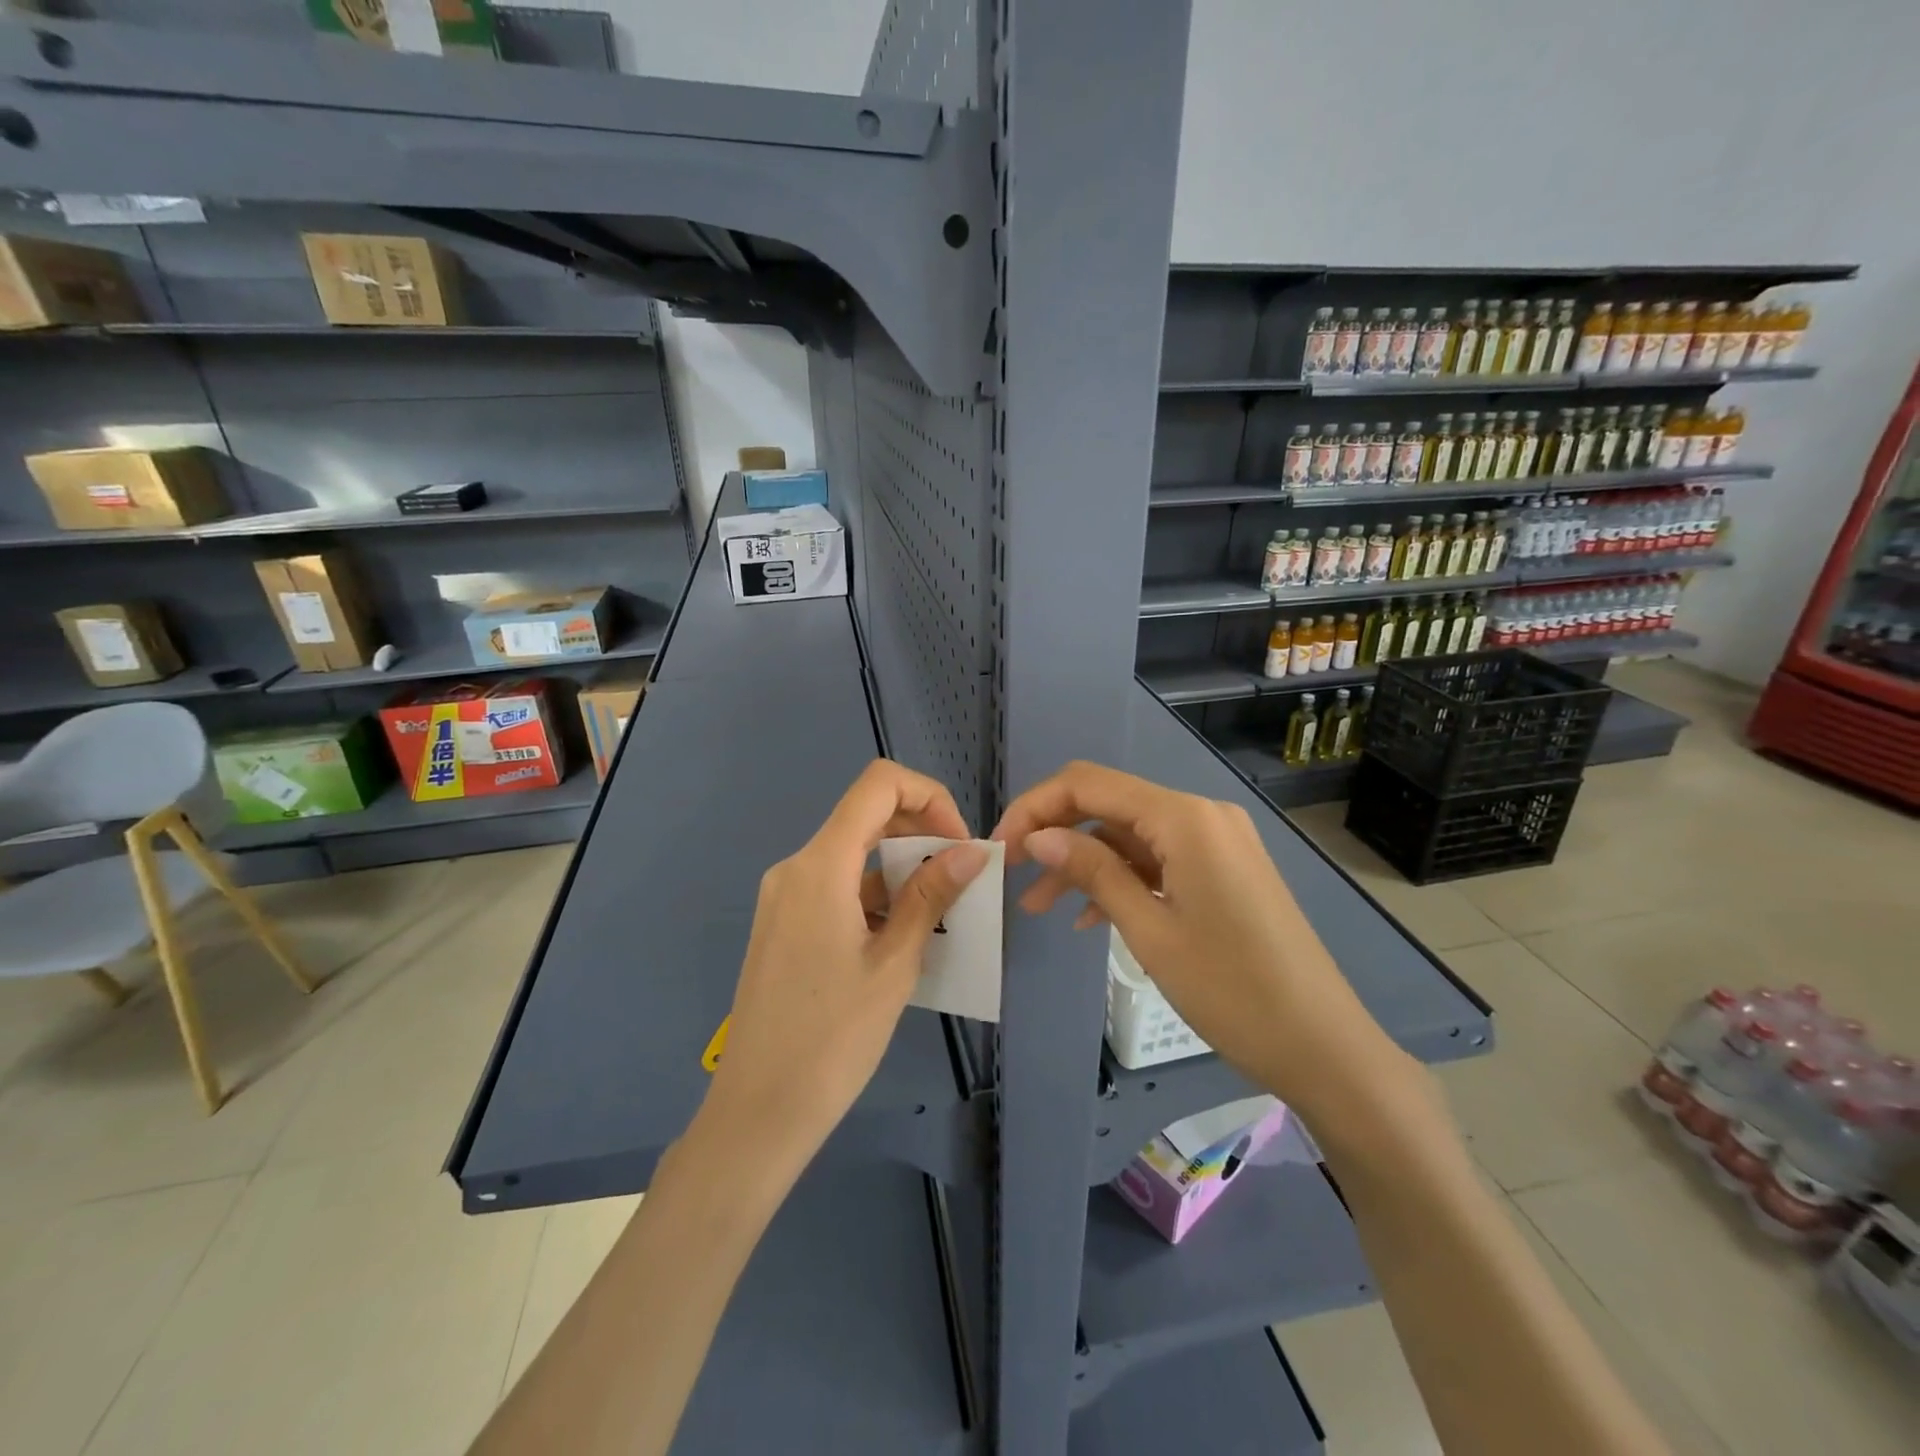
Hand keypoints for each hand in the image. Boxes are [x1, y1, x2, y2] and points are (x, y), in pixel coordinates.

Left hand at [700, 760, 988, 1174]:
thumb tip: (972, 850)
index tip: (958, 844)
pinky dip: (875, 894)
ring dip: (901, 868)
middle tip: (959, 878)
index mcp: (820, 866)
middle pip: (866, 816)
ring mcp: (785, 896)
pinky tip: (903, 935)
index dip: (929, 797)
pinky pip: (837, 886)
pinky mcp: (784, 923)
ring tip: (941, 912)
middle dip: (921, 832)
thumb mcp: (894, 963)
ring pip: (853, 854)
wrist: (758, 1112)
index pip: (878, 785)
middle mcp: (796, 867)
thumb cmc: (833, 1039)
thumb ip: (931, 895)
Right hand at [992, 761, 1406, 1121]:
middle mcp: (1202, 815)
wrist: (1324, 1047)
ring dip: (1084, 863)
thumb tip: (1038, 836)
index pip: (1088, 783)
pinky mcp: (1224, 869)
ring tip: (1039, 907)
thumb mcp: (1149, 931)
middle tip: (1014, 877)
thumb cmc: (1233, 991)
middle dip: (1056, 834)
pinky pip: (1158, 859)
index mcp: (1185, 818)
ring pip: (1130, 835)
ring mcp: (1217, 842)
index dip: (1036, 807)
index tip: (1001, 847)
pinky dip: (1121, 878)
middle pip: (1108, 804)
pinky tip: (1091, 918)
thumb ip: (1093, 872)